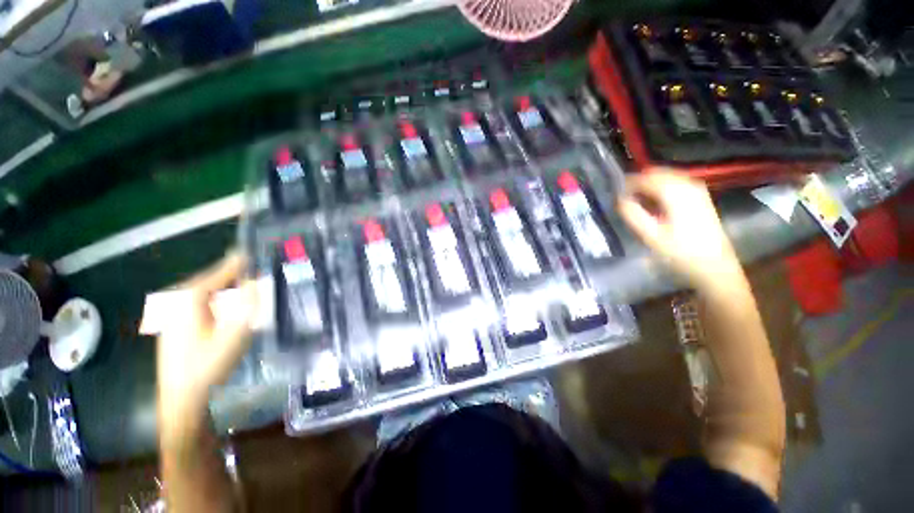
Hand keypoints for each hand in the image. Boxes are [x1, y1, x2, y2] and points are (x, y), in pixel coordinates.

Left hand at [157, 252, 255, 421]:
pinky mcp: (177, 324)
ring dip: (228, 288)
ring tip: (249, 284)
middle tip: (259, 269)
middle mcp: (178, 301)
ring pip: (207, 291)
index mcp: (189, 299)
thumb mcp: (235, 333)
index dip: (241, 262)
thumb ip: (248, 303)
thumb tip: (256, 280)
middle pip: (213, 279)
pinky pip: (202, 302)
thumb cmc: (209, 365)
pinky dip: (219, 299)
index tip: (258, 251)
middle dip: (235, 274)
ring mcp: (174, 313)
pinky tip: (230, 306)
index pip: (220, 271)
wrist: (183, 398)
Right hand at [617, 171, 741, 289]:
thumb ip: (633, 215)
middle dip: (639, 181)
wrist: (715, 267)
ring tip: (636, 199)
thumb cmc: (681, 253)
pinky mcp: (700, 197)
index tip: (615, 193)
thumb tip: (619, 199)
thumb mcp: (652, 237)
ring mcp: (697, 190)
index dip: (629, 183)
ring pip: (667, 176)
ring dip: (649, 184)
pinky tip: (654, 201)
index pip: (647, 177)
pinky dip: (660, 187)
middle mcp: (689, 185)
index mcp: (677, 193)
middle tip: (624, 197)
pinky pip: (675, 183)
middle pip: (658, 173)